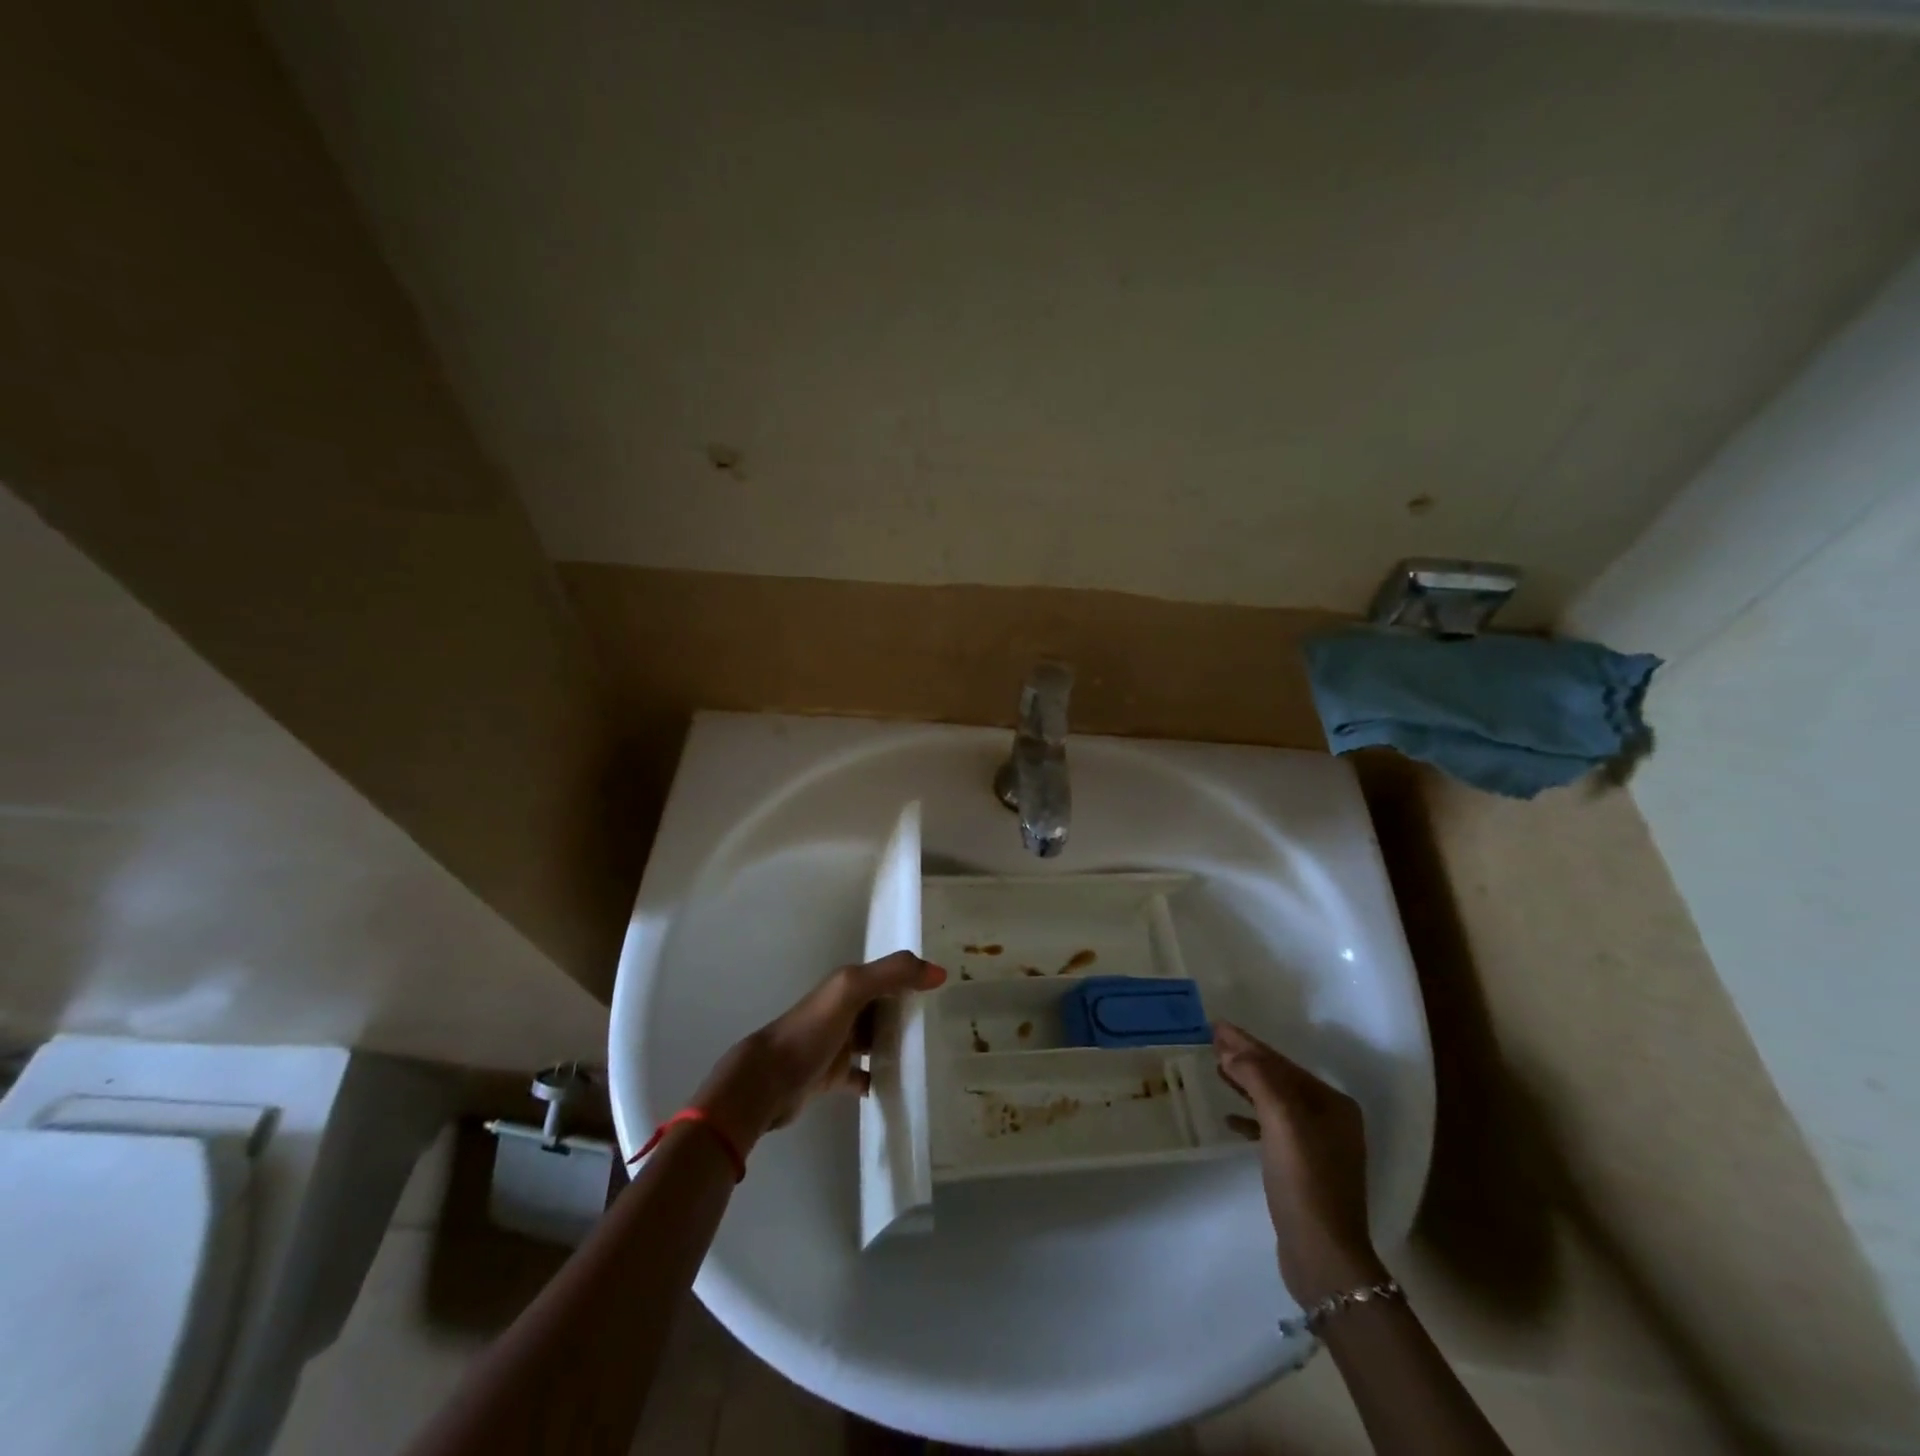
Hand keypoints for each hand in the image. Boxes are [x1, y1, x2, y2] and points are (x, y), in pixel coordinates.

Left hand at [694, 951, 946, 1157]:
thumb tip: (939, 972)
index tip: (946, 989)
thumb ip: (892, 974)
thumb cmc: (810, 1031)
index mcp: (847, 985)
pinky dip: (880, 1077)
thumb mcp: (851, 991)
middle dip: (909, 1011)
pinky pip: (863, 1074)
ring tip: (930, 1054)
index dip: (913, 978)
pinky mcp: (833, 1075)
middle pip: (883, 1006)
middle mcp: (843, 1010)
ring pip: (875, 1038)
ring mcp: (837, 1044)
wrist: (766, 1082)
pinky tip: (900, 1086)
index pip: (888, 975)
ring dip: (896, 1044)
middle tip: (945, 1024)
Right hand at [1214, 1020, 1386, 1306]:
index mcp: (1332, 1104)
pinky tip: (1229, 1119)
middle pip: (1279, 1078)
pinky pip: (1271, 1128)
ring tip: (1216, 1066)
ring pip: (1273, 1101)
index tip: (1217, 1026)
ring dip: (1245, 1083)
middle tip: (1212, 1038)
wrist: (1322, 1254)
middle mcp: (1330, 1119)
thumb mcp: (1281, 1120)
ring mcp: (1317, 1145)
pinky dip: (1250, 1118)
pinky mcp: (1302, 1169)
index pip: (1281, 1063)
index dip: (1247, 1043)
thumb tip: (1231, 1049)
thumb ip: (1257, 1078)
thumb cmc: (1304, 1179)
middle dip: (1246, 1058)